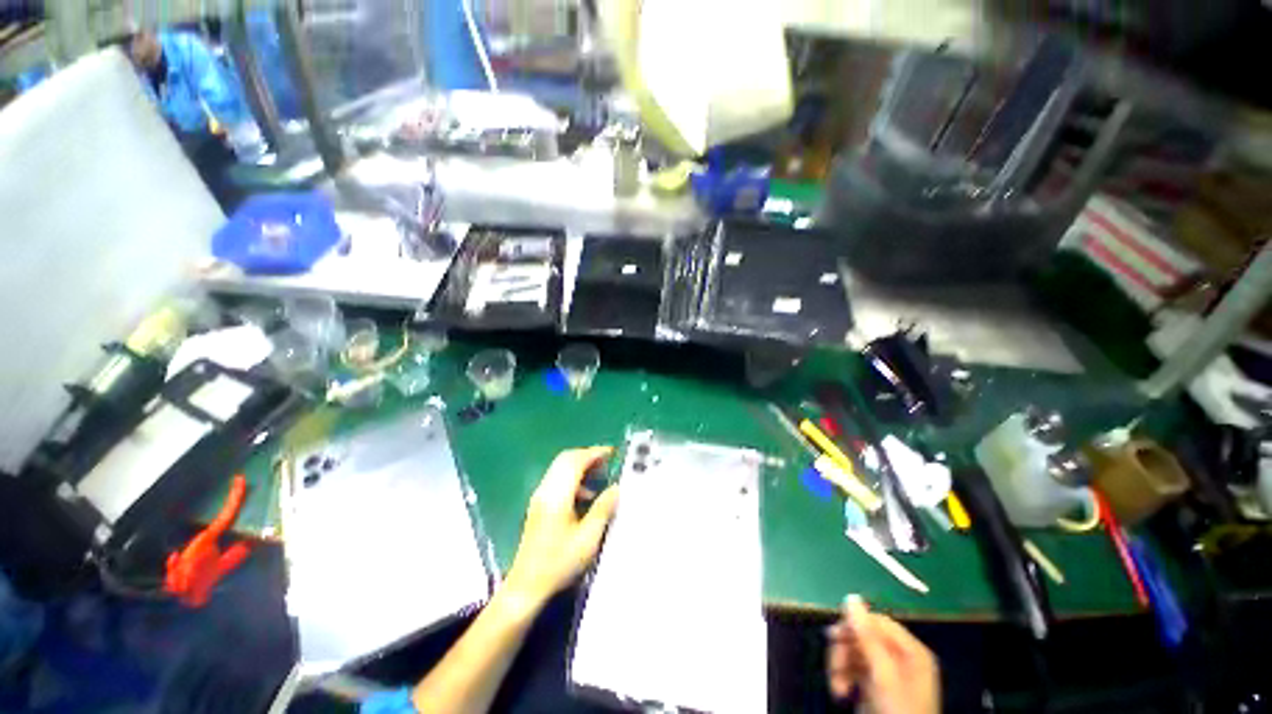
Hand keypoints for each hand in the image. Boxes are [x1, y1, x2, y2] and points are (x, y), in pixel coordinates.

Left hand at [504, 447, 618, 606]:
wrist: (526, 586)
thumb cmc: (559, 563)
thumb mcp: (588, 538)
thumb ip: (603, 509)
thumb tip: (617, 488)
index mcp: (557, 495)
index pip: (575, 461)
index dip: (594, 453)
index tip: (612, 452)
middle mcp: (545, 490)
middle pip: (565, 459)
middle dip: (587, 455)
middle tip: (607, 461)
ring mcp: (540, 496)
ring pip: (560, 468)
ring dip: (580, 466)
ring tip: (600, 475)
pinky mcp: (538, 505)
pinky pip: (557, 479)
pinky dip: (573, 478)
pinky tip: (586, 495)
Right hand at [826, 596, 939, 713]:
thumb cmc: (898, 711)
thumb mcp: (884, 675)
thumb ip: (868, 636)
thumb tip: (850, 598)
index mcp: (912, 651)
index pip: (878, 622)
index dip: (854, 626)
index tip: (834, 636)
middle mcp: (901, 659)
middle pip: (863, 637)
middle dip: (844, 651)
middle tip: (834, 666)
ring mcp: (888, 675)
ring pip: (854, 653)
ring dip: (840, 667)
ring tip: (837, 687)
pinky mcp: (875, 688)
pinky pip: (853, 670)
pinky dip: (843, 678)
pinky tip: (841, 692)